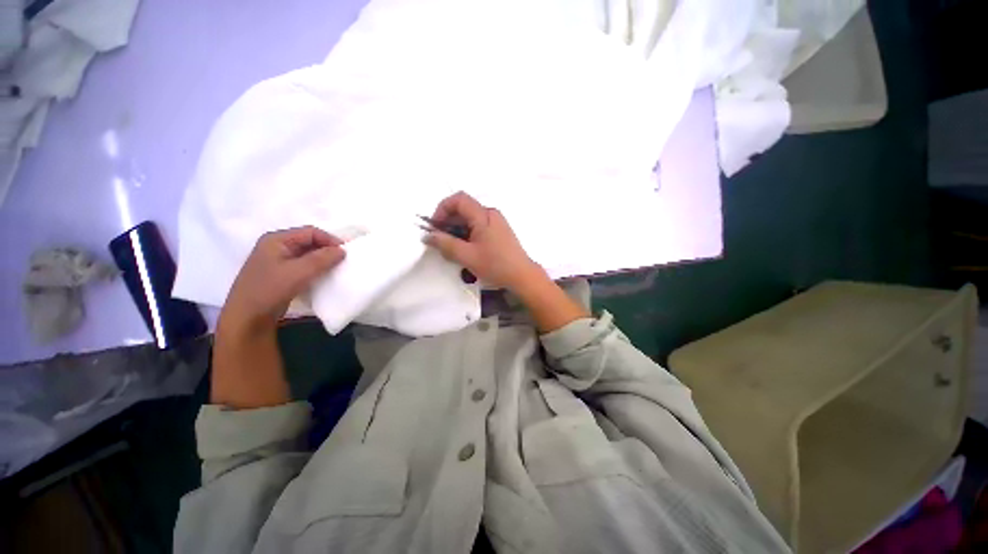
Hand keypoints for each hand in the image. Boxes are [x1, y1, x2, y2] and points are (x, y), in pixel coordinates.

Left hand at [220, 226, 345, 332]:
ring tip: (333, 273)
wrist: (244, 320)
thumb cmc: (267, 291)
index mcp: (276, 239)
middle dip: (324, 252)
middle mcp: (274, 247)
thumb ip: (319, 260)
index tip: (346, 252)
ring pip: (301, 258)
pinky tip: (318, 284)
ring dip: (317, 264)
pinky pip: (296, 271)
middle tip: (342, 263)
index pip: (309, 232)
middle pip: (305, 243)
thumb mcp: (295, 274)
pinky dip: (309, 275)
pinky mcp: (274, 280)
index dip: (329, 240)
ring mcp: (273, 264)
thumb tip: (342, 251)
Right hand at [424, 191, 545, 291]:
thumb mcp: (466, 256)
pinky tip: (463, 249)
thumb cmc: (495, 265)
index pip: (458, 199)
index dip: (442, 208)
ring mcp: (495, 221)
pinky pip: (476, 225)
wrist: (522, 276)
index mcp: (483, 215)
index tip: (435, 226)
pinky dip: (465, 233)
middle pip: (463, 208)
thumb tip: (427, 236)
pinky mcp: (497, 231)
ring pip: (469, 217)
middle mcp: (490, 213)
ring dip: (455, 228)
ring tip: (450, 247)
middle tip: (439, 239)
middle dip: (447, 220)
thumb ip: (445, 244)